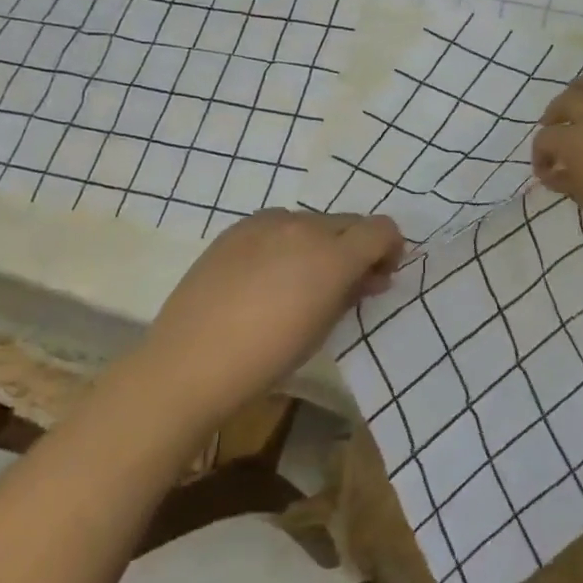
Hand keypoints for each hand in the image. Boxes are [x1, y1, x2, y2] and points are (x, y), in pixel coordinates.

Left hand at [140, 210, 403, 423]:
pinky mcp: (237, 228)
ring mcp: (266, 222)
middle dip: (356, 247)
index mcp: (333, 255)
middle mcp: (304, 226)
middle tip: (345, 283)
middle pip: (349, 222)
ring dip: (321, 243)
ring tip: (300, 280)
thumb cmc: (268, 357)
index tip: (379, 276)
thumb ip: (351, 292)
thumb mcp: (323, 328)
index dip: (390, 249)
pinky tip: (266, 274)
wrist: (192, 360)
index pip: (382, 229)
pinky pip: (277, 224)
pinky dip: (286, 241)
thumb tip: (367, 276)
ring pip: (312, 221)